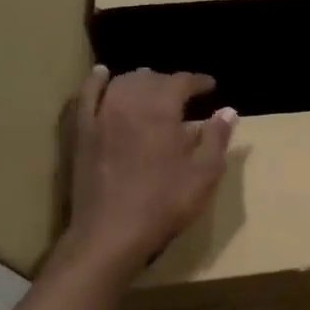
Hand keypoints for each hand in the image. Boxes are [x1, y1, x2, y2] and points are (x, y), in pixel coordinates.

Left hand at [62, 66, 234, 276]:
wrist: (111, 233)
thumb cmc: (164, 204)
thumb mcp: (204, 175)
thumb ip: (217, 139)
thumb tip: (228, 110)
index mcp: (161, 110)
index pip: (181, 82)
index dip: (198, 81)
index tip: (210, 86)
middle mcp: (128, 103)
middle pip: (150, 79)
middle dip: (169, 82)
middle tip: (184, 92)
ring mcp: (100, 116)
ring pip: (120, 84)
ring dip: (139, 80)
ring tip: (152, 85)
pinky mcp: (81, 133)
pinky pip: (86, 96)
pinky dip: (95, 82)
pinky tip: (101, 75)